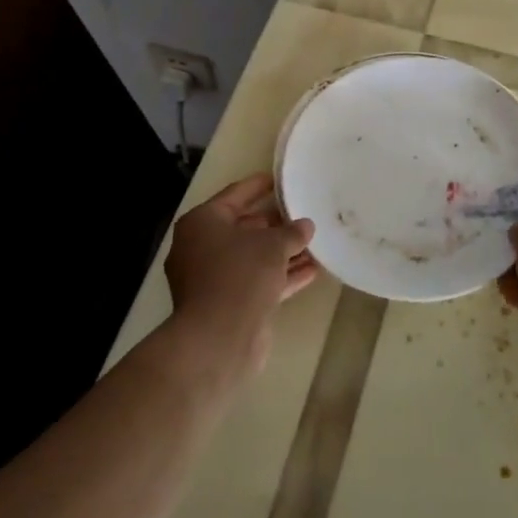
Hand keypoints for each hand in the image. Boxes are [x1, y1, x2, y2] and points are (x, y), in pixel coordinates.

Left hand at [165, 173, 316, 376]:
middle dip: (275, 223)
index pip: (234, 195)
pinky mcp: (228, 304)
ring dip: (283, 252)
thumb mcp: (273, 245)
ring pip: (253, 257)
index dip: (259, 186)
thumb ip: (292, 232)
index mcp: (202, 223)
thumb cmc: (240, 275)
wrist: (219, 339)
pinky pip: (258, 281)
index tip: (280, 179)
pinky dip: (282, 275)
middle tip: (303, 213)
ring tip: (316, 243)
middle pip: (244, 227)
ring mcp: (213, 279)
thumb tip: (305, 226)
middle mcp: (202, 247)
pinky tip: (313, 271)